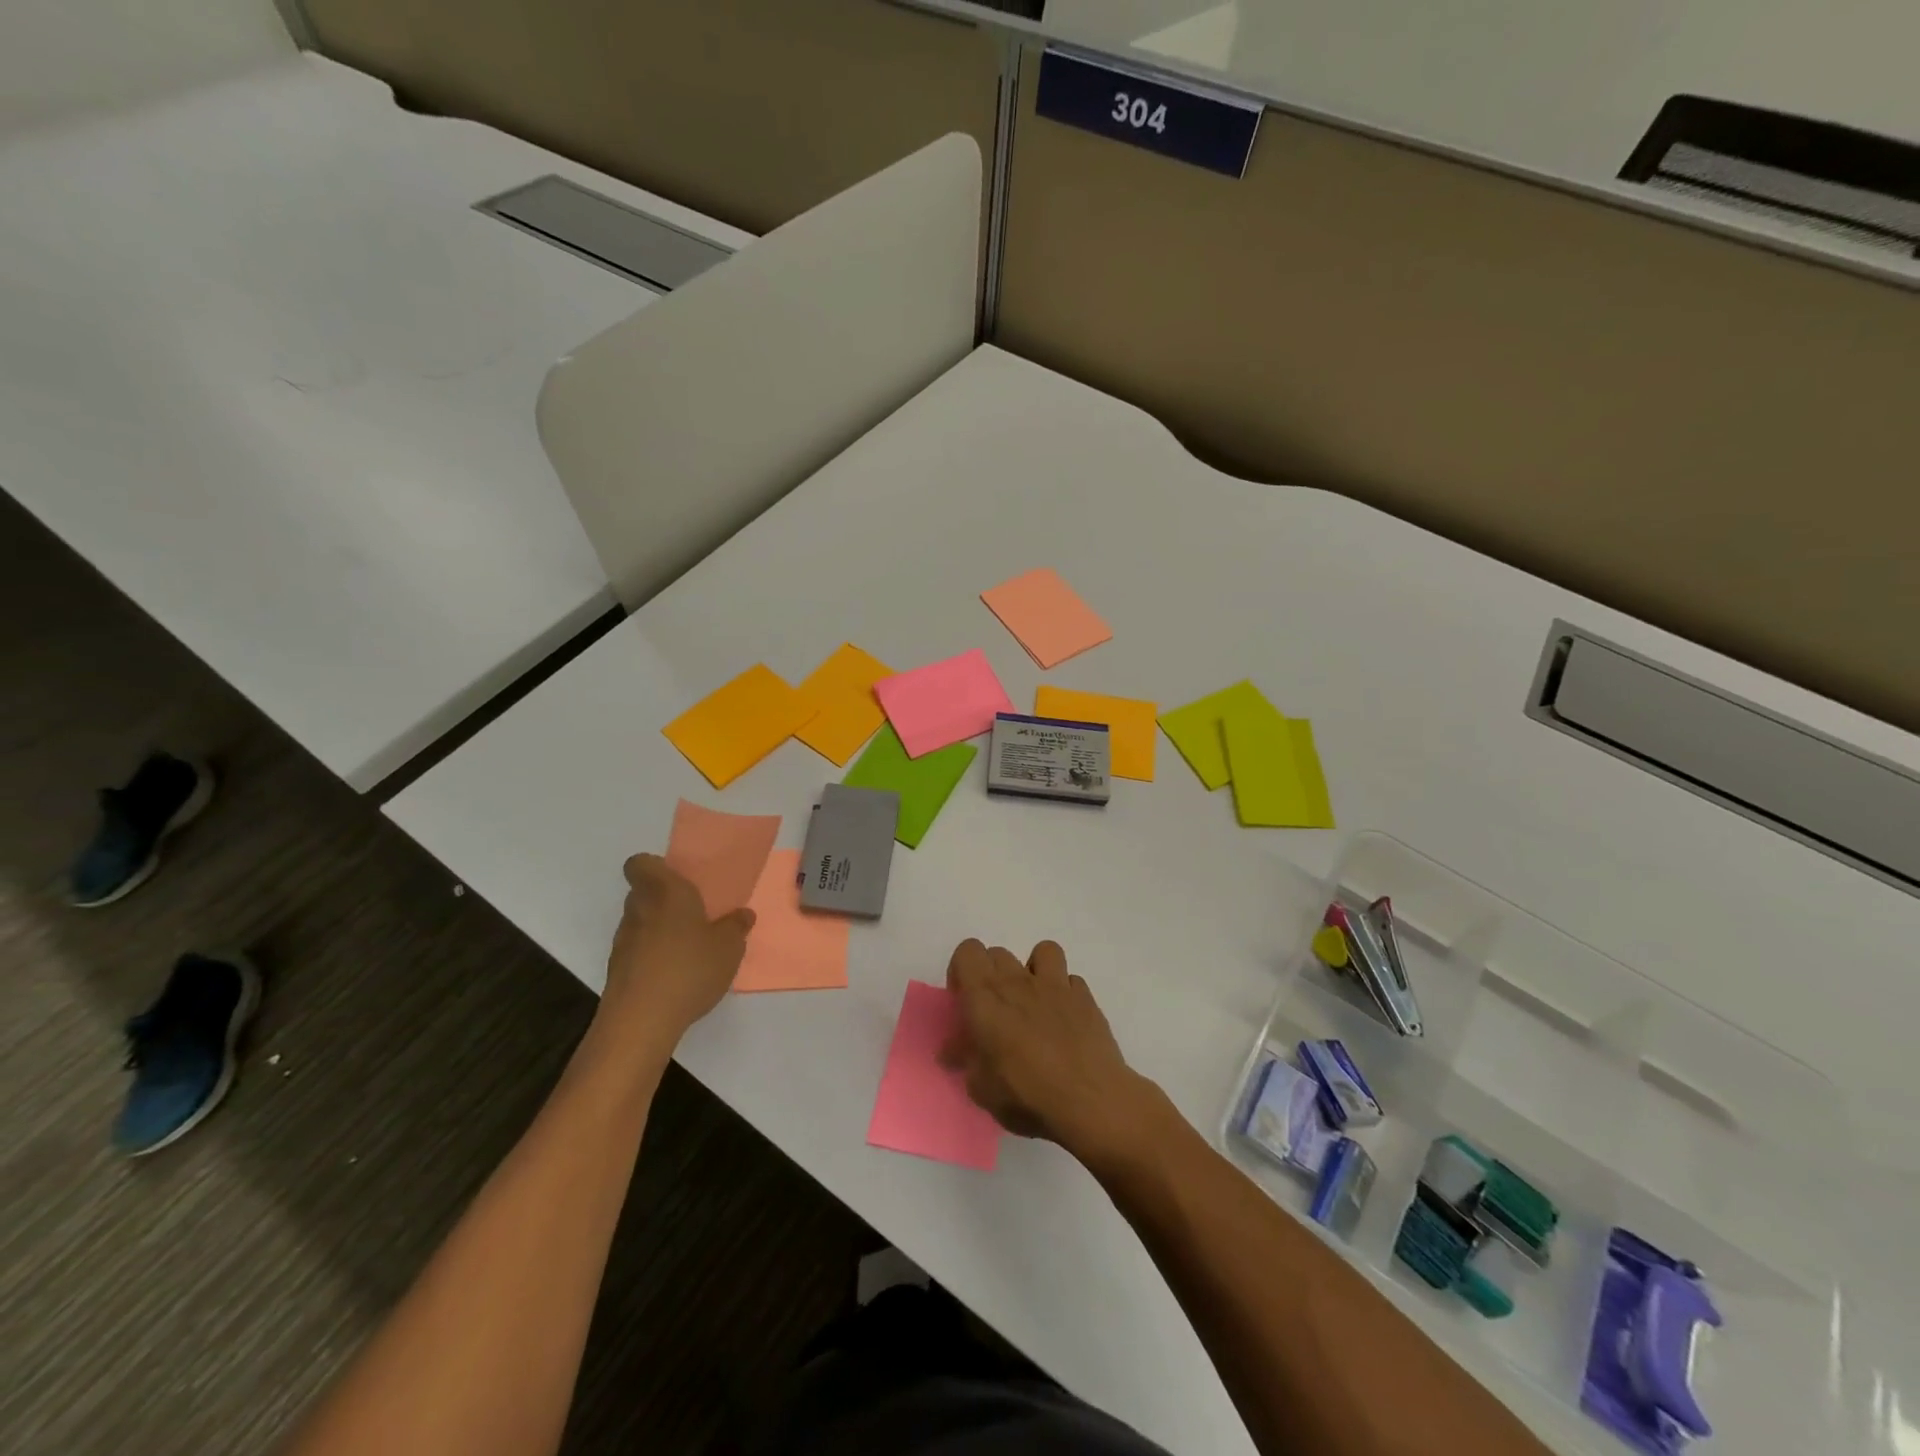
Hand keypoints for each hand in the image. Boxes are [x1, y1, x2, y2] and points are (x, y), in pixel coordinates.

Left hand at [599, 854, 754, 1050]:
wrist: (641, 1020)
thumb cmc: (689, 968)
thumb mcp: (729, 947)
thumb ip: (736, 927)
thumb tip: (742, 914)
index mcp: (665, 892)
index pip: (641, 863)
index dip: (655, 867)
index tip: (677, 879)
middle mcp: (639, 909)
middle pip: (643, 893)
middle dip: (664, 900)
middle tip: (693, 914)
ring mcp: (623, 941)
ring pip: (640, 922)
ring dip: (659, 930)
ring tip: (688, 949)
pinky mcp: (617, 970)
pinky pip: (637, 951)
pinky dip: (652, 956)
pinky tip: (675, 975)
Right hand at [940, 938, 1152, 1160]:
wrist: (1089, 1101)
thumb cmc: (1027, 1095)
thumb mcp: (982, 1089)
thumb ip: (966, 1061)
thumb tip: (953, 1050)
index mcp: (985, 998)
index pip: (967, 952)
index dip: (962, 971)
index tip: (965, 1002)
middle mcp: (1018, 982)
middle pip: (998, 953)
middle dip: (991, 974)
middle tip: (995, 1011)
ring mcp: (1056, 985)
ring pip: (1042, 951)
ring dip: (1034, 970)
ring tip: (1034, 1001)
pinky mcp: (1085, 997)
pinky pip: (1071, 980)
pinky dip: (1065, 992)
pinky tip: (1065, 1018)